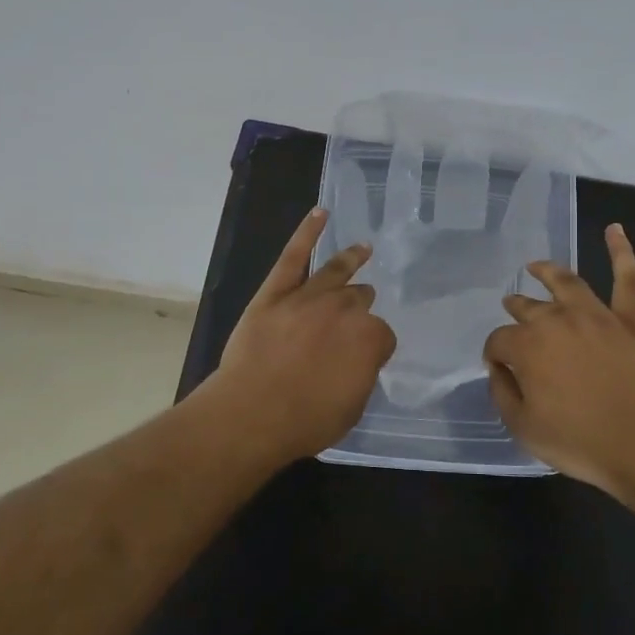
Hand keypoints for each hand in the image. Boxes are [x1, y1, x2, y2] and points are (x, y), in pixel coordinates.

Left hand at [212, 207, 396, 461]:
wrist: (252, 413)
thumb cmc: (306, 420)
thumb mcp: (352, 407)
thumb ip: (360, 375)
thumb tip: (356, 361)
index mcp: (370, 338)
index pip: (382, 335)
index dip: (373, 348)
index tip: (363, 359)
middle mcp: (344, 309)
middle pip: (360, 300)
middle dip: (360, 307)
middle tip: (355, 315)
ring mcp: (309, 296)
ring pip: (336, 272)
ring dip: (351, 259)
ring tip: (363, 248)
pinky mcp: (275, 292)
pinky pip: (293, 256)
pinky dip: (306, 232)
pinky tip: (320, 214)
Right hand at [484, 224, 634, 494]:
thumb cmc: (580, 442)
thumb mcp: (523, 429)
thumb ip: (502, 394)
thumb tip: (499, 369)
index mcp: (528, 347)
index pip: (499, 341)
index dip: (495, 354)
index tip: (498, 367)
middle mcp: (558, 321)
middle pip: (529, 308)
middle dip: (516, 308)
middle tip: (512, 308)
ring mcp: (597, 316)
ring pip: (567, 283)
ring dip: (548, 272)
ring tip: (536, 266)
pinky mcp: (631, 320)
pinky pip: (627, 279)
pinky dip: (621, 252)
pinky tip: (615, 229)